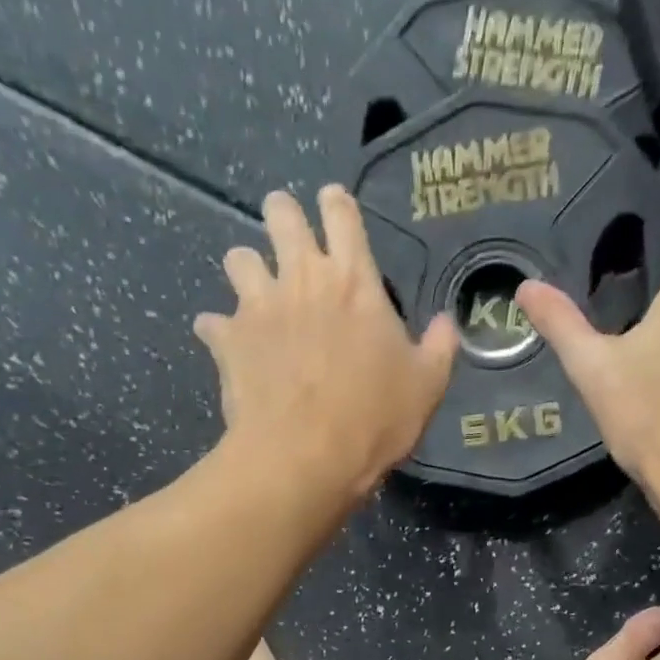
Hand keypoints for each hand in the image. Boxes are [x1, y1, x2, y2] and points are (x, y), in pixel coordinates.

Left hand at [195, 186, 459, 501]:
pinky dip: (218, 329)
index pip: (342, 215)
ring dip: (246, 268)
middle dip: (282, 214)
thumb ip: (439, 347)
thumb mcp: (426, 386)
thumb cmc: (373, 420)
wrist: (305, 457)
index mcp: (354, 281)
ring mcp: (258, 306)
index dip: (336, 203)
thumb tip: (447, 322)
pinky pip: (212, 322)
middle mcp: (302, 278)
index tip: (332, 202)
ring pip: (238, 258)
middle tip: (286, 229)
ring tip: (254, 289)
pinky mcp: (228, 340)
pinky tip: (226, 343)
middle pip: (281, 215)